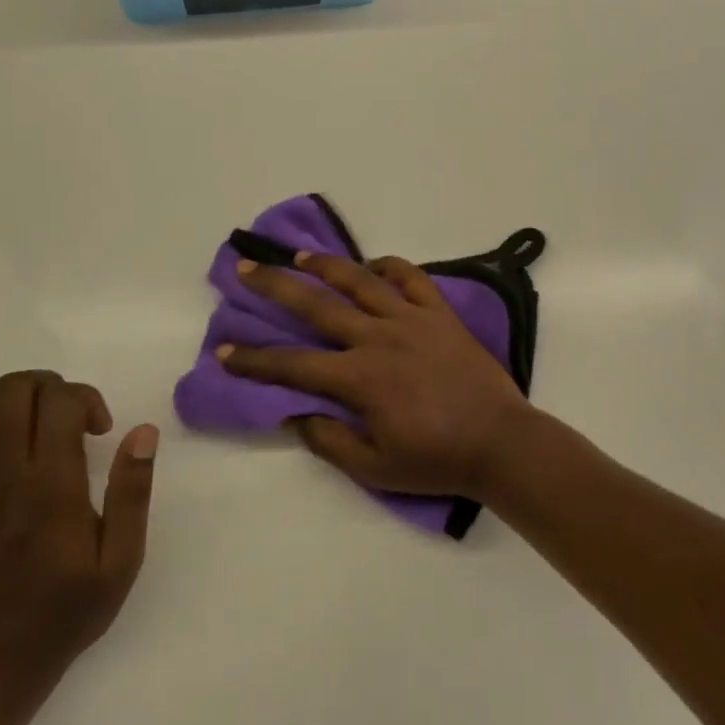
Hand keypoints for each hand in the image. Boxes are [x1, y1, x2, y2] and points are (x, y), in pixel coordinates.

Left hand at [0, 371, 157, 700]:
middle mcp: (7, 474)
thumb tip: (143, 432)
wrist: (0, 658)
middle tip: (72, 418)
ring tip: (42, 429)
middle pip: (12, 389)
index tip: (102, 430)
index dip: (85, 398)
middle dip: (49, 386)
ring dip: (15, 403)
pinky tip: (4, 450)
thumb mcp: (122, 558)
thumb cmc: (70, 607)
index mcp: (52, 484)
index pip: (58, 401)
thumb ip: (133, 491)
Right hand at [218, 253, 535, 498]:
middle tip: (246, 268)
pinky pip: (412, 278)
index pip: (293, 365)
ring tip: (299, 255)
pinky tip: (373, 265)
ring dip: (326, 265)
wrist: (501, 443)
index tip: (223, 351)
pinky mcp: (441, 313)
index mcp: (360, 378)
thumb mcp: (375, 469)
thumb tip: (295, 415)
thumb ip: (329, 441)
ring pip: (361, 281)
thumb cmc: (436, 460)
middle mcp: (379, 338)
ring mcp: (412, 319)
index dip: (254, 360)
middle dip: (276, 286)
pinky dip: (390, 266)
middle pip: (317, 305)